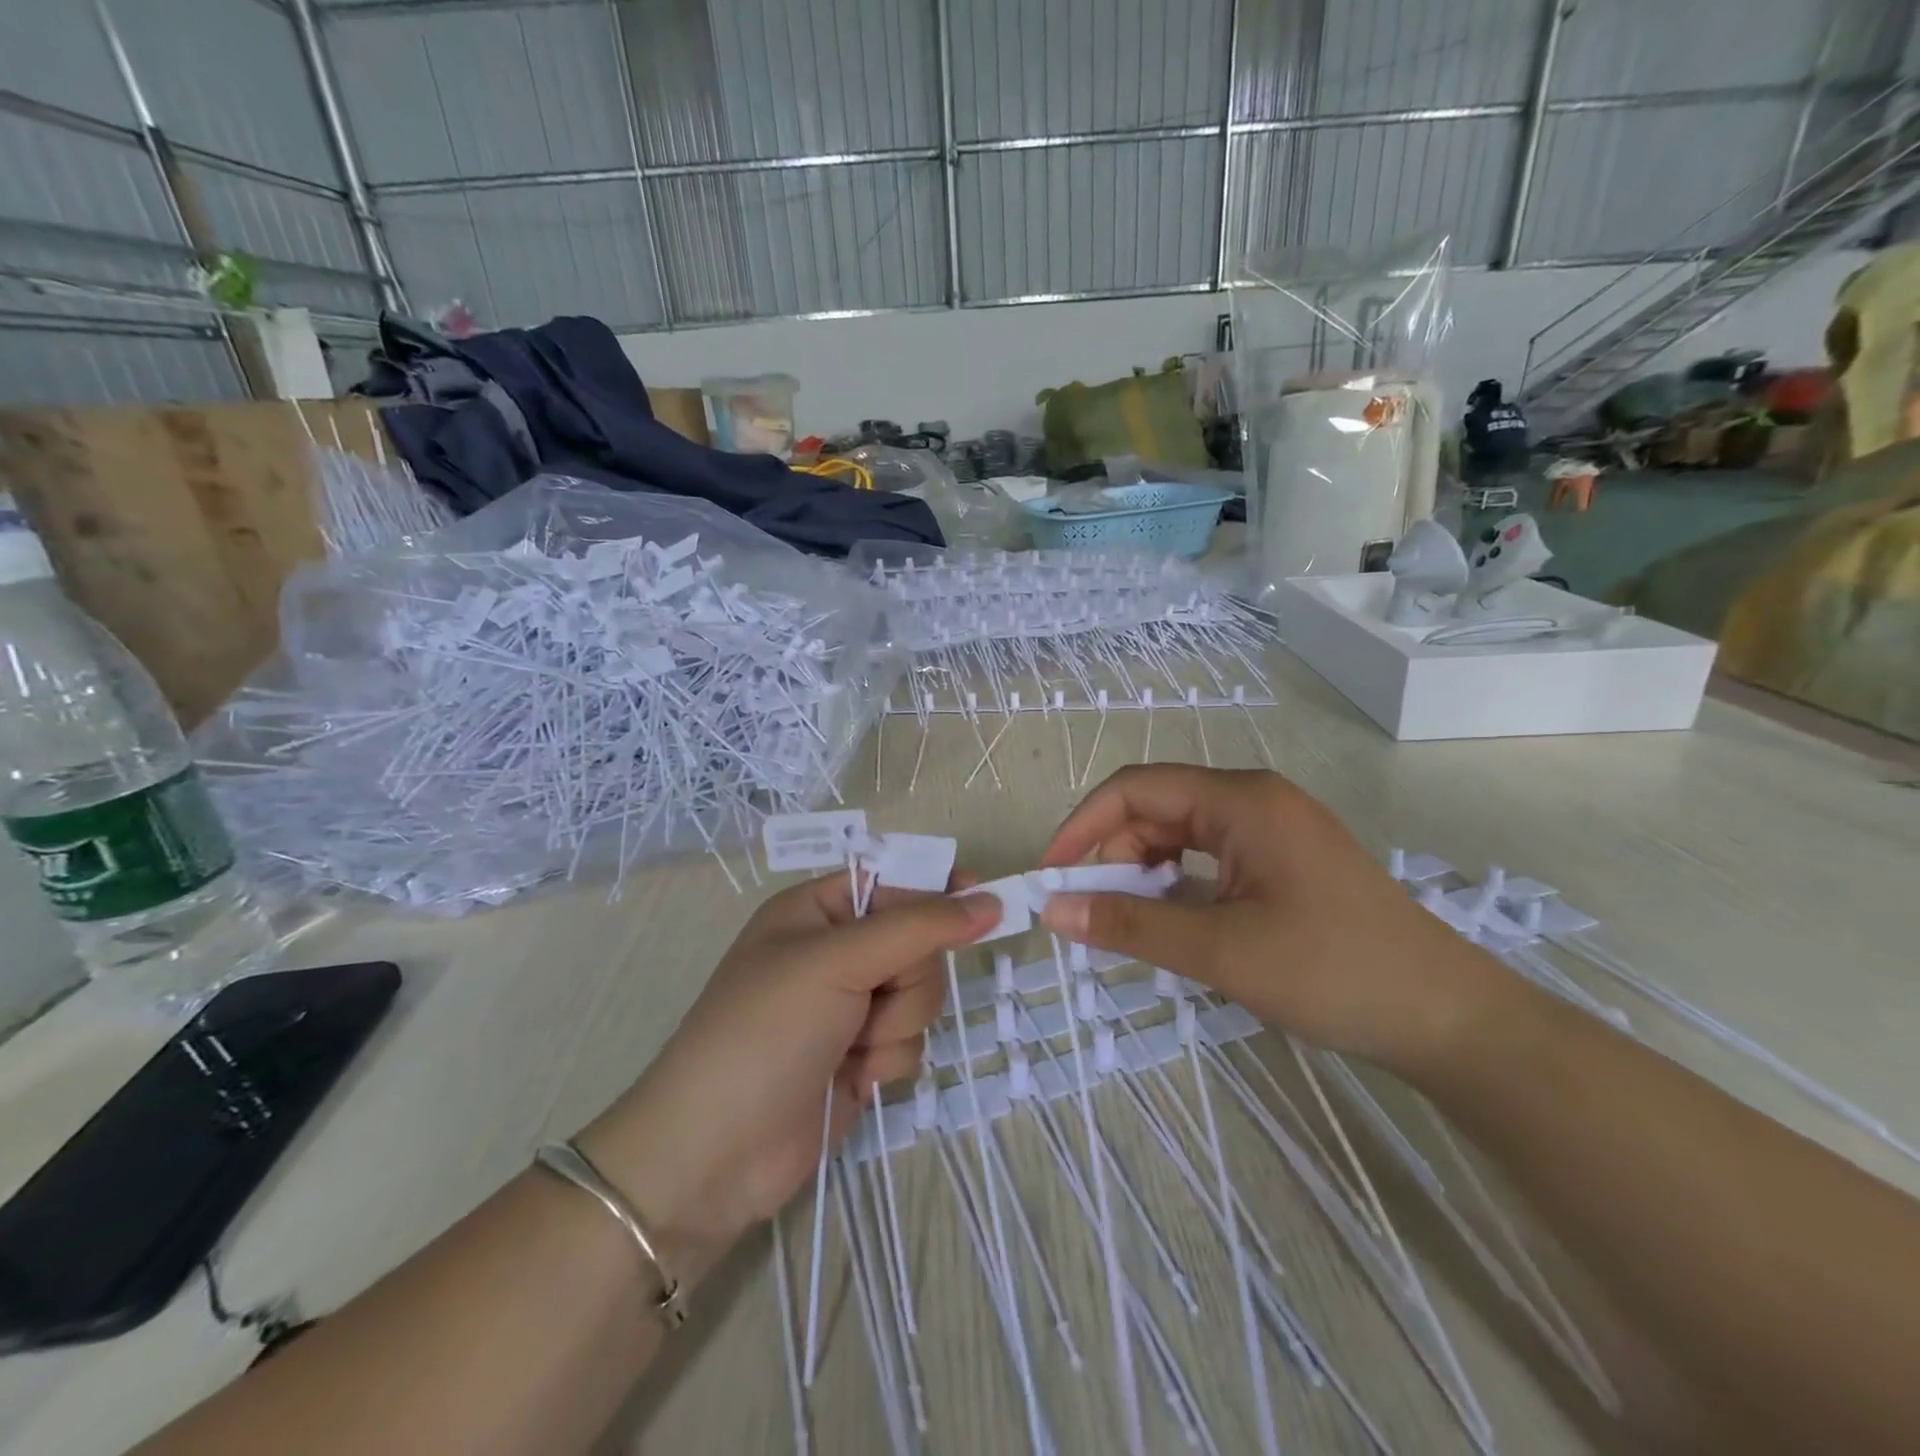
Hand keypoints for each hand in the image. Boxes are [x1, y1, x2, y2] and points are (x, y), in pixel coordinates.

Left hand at [577, 872, 996, 1287]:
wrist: (714, 1155)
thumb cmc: (766, 1032)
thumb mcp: (838, 962)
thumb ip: (918, 927)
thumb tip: (989, 900)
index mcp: (815, 910)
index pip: (893, 880)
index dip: (937, 889)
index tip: (984, 901)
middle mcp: (834, 952)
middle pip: (916, 943)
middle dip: (907, 977)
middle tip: (873, 998)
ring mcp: (847, 1007)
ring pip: (919, 995)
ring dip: (896, 1023)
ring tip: (853, 1046)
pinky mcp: (859, 1056)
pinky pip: (908, 1039)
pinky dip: (887, 1058)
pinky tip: (852, 1077)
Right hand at [1036, 765, 1503, 1072]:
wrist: (1447, 1019)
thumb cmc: (1332, 971)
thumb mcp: (1221, 951)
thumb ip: (1131, 927)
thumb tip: (1052, 911)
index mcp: (1241, 800)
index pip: (1136, 789)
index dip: (1083, 826)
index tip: (1051, 876)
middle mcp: (1254, 801)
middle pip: (1156, 809)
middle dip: (1112, 854)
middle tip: (1089, 912)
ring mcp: (1271, 830)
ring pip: (1180, 835)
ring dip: (1143, 872)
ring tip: (1128, 923)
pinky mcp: (1282, 861)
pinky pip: (1208, 858)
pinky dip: (1176, 885)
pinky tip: (1171, 922)